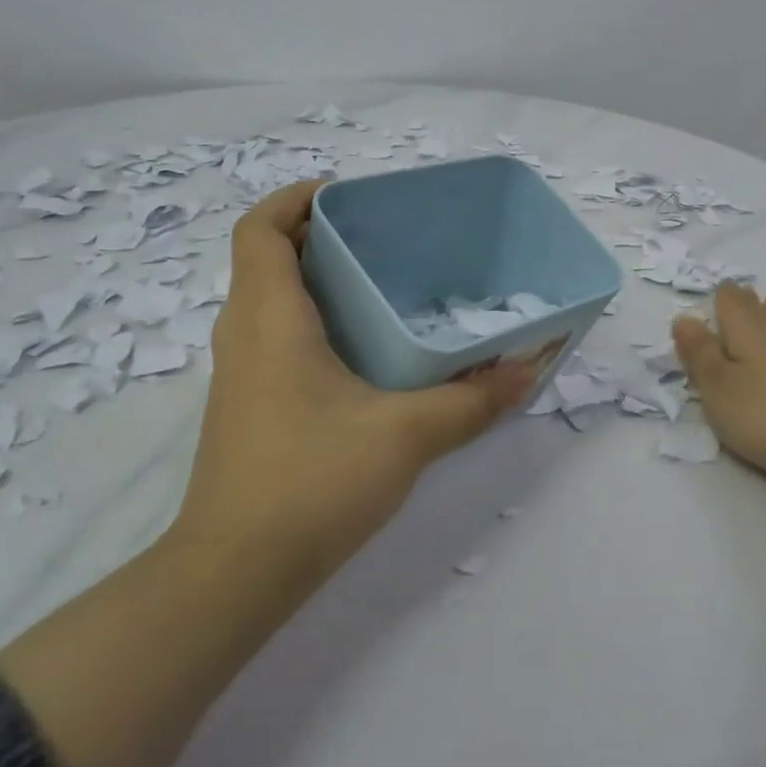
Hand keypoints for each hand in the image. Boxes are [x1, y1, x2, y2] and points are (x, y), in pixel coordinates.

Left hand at [173, 180, 535, 573]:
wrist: (237, 572)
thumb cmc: (313, 482)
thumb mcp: (406, 435)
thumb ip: (472, 401)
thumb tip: (527, 370)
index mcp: (270, 319)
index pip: (260, 229)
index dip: (295, 198)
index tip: (348, 195)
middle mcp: (245, 336)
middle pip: (267, 259)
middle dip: (318, 236)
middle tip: (384, 239)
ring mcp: (241, 376)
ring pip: (271, 302)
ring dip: (316, 281)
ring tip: (383, 286)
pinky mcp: (250, 410)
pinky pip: (276, 340)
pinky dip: (314, 324)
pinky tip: (366, 354)